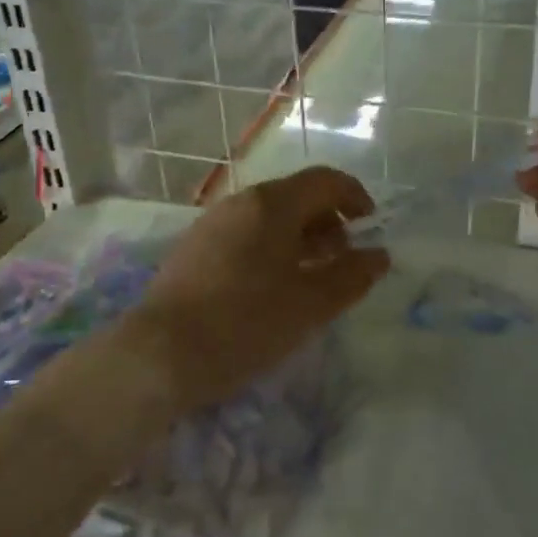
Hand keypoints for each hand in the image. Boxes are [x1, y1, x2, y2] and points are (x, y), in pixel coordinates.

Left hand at [132, 167, 389, 414]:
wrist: (158, 356)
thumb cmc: (244, 323)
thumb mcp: (310, 305)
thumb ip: (351, 276)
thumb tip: (380, 256)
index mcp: (272, 204)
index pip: (324, 180)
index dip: (354, 196)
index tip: (371, 223)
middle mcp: (240, 203)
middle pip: (295, 196)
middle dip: (327, 220)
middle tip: (344, 257)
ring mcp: (211, 225)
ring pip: (268, 217)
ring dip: (299, 237)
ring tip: (312, 275)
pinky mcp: (193, 250)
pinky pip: (245, 235)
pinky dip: (271, 248)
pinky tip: (272, 286)